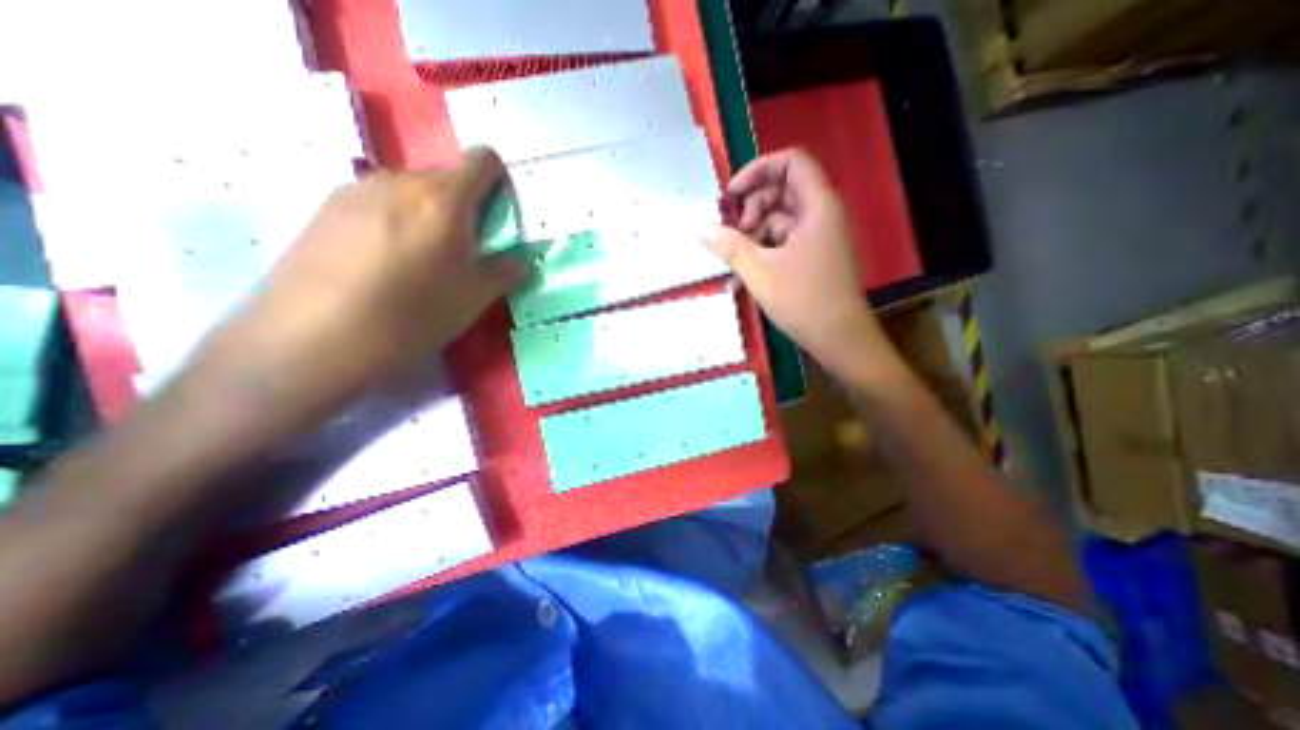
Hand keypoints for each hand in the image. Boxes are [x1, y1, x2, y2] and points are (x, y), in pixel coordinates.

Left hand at [189, 149, 521, 434]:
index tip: (498, 219)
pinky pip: (378, 201)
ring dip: (430, 214)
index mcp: (444, 201)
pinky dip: (396, 219)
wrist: (310, 340)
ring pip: (411, 189)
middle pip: (447, 176)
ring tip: (422, 260)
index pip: (482, 160)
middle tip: (464, 250)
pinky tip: (384, 262)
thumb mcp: (472, 300)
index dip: (499, 183)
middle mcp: (400, 181)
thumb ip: (503, 273)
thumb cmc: (410, 318)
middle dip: (466, 206)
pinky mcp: (325, 207)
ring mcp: (356, 190)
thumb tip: (520, 262)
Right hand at [708, 149, 900, 388]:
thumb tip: (701, 228)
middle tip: (732, 236)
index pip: (790, 162)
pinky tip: (741, 280)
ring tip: (733, 267)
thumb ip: (728, 246)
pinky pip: (782, 244)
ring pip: (778, 221)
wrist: (838, 338)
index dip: (757, 171)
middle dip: (750, 212)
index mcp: (817, 206)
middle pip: (780, 192)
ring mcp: (818, 236)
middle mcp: (821, 214)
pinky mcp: (813, 256)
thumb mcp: (759, 272)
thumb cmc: (803, 300)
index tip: (731, 195)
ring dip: (751, 239)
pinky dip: (762, 255)